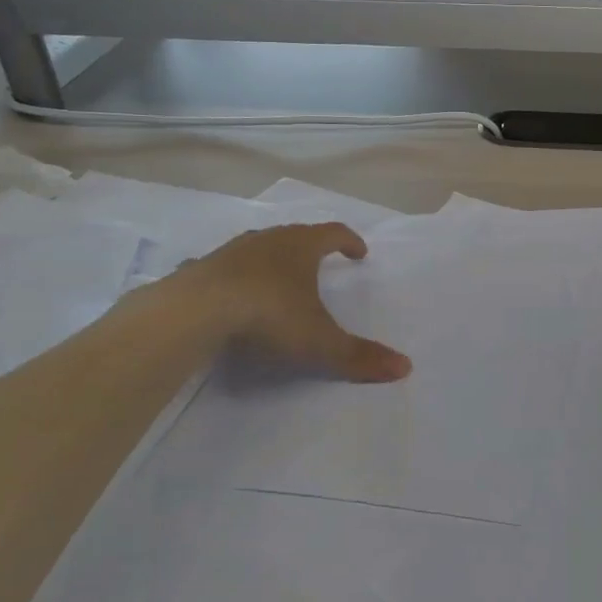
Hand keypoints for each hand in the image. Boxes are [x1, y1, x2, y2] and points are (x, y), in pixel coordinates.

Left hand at [188, 223, 411, 382]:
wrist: (195, 311)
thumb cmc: (269, 315)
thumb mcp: (320, 342)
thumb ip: (360, 356)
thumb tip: (406, 368)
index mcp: (301, 247)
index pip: (334, 233)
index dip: (350, 242)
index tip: (360, 253)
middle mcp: (267, 240)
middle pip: (296, 235)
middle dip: (311, 247)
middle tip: (321, 262)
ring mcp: (231, 252)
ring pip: (258, 248)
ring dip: (272, 259)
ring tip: (278, 278)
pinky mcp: (201, 268)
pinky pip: (223, 268)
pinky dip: (232, 277)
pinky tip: (227, 292)